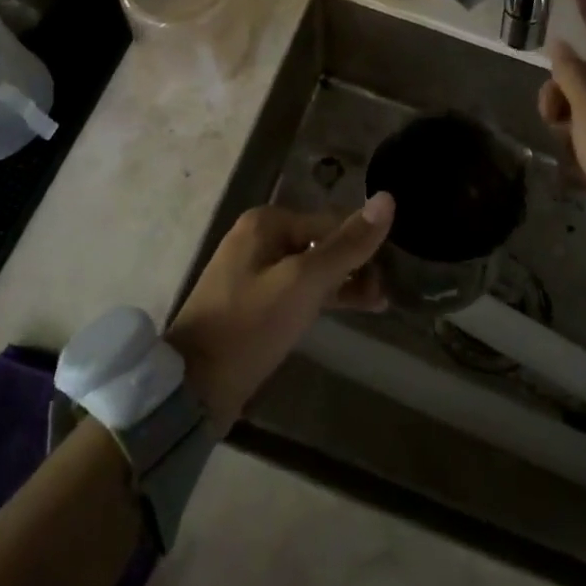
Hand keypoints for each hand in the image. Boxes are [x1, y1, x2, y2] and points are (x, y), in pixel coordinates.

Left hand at [166, 195, 392, 426]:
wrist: (194, 386)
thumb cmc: (251, 325)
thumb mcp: (305, 282)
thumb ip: (347, 245)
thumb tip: (387, 198)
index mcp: (267, 222)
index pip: (330, 223)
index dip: (362, 247)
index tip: (391, 274)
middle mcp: (258, 238)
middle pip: (320, 244)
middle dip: (354, 267)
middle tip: (385, 296)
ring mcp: (253, 272)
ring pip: (310, 269)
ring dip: (343, 284)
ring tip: (378, 304)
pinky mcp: (253, 303)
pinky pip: (296, 291)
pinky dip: (321, 298)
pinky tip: (346, 310)